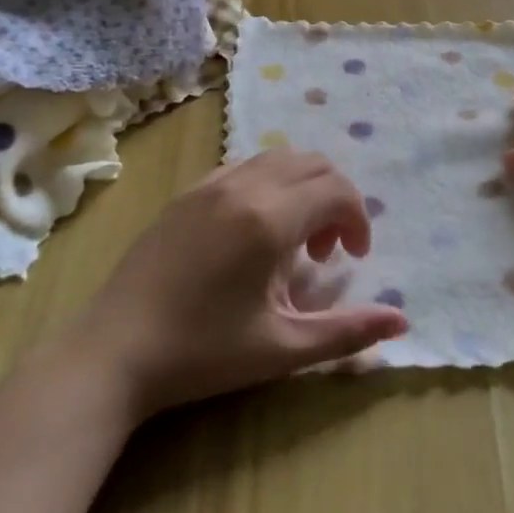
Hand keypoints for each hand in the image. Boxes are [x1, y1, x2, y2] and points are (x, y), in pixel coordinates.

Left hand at [79, 150, 409, 420]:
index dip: (358, 219)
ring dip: (303, 187)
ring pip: (278, 158)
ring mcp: (210, 184)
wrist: (111, 353)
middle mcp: (244, 186)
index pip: (337, 191)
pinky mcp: (187, 193)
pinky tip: (254, 233)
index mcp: (270, 219)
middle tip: (326, 250)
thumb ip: (347, 332)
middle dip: (335, 198)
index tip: (353, 258)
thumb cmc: (202, 354)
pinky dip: (269, 184)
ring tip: (292, 240)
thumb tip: (401, 320)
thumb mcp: (282, 349)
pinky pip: (245, 167)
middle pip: (314, 163)